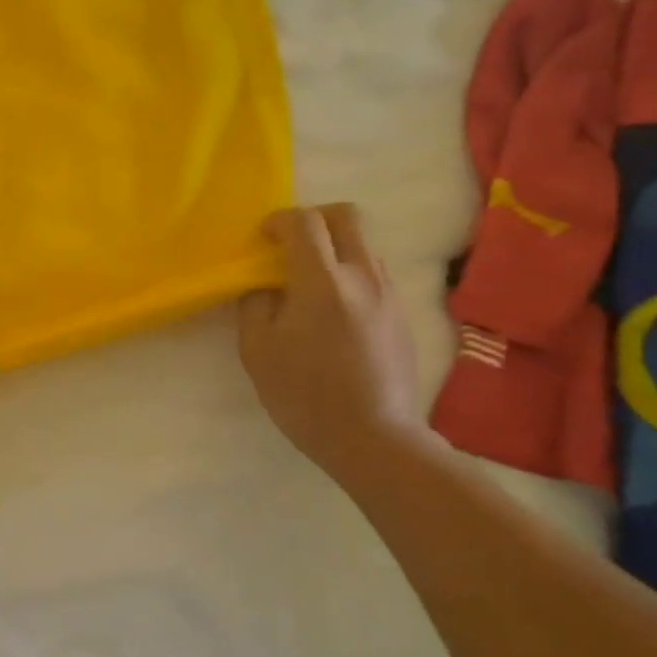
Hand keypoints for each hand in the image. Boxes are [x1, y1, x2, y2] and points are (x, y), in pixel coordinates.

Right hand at [237, 204, 423, 474]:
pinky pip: (375, 274)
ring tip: (311, 283)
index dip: (279, 220)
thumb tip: (264, 286)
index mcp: (322, 281)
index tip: (263, 237)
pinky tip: (335, 313)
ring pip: (364, 245)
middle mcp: (362, 276)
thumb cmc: (305, 395)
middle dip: (314, 217)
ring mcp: (389, 294)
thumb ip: (255, 306)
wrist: (374, 439)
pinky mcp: (402, 315)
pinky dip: (351, 274)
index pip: (304, 222)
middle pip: (346, 216)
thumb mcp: (257, 351)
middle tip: (291, 244)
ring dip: (335, 248)